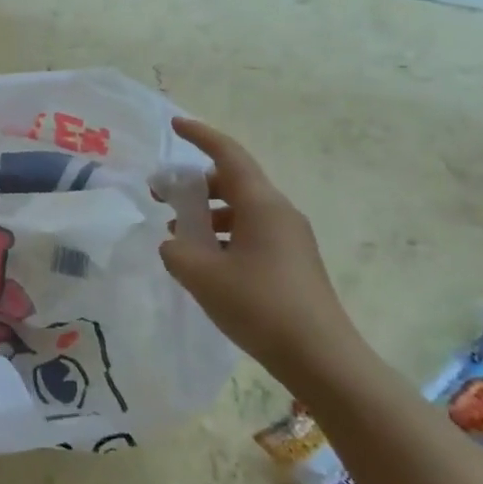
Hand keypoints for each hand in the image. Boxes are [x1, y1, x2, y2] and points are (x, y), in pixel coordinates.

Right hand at [158, 117, 365, 387]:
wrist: (321, 358)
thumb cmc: (260, 306)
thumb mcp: (203, 276)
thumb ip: (176, 251)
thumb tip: (174, 243)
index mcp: (261, 204)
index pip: (228, 154)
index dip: (201, 135)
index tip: (175, 125)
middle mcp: (279, 213)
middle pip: (232, 181)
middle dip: (195, 183)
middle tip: (161, 194)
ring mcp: (289, 238)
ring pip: (241, 209)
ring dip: (207, 213)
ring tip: (176, 232)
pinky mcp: (292, 262)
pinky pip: (251, 232)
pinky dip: (223, 235)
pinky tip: (204, 262)